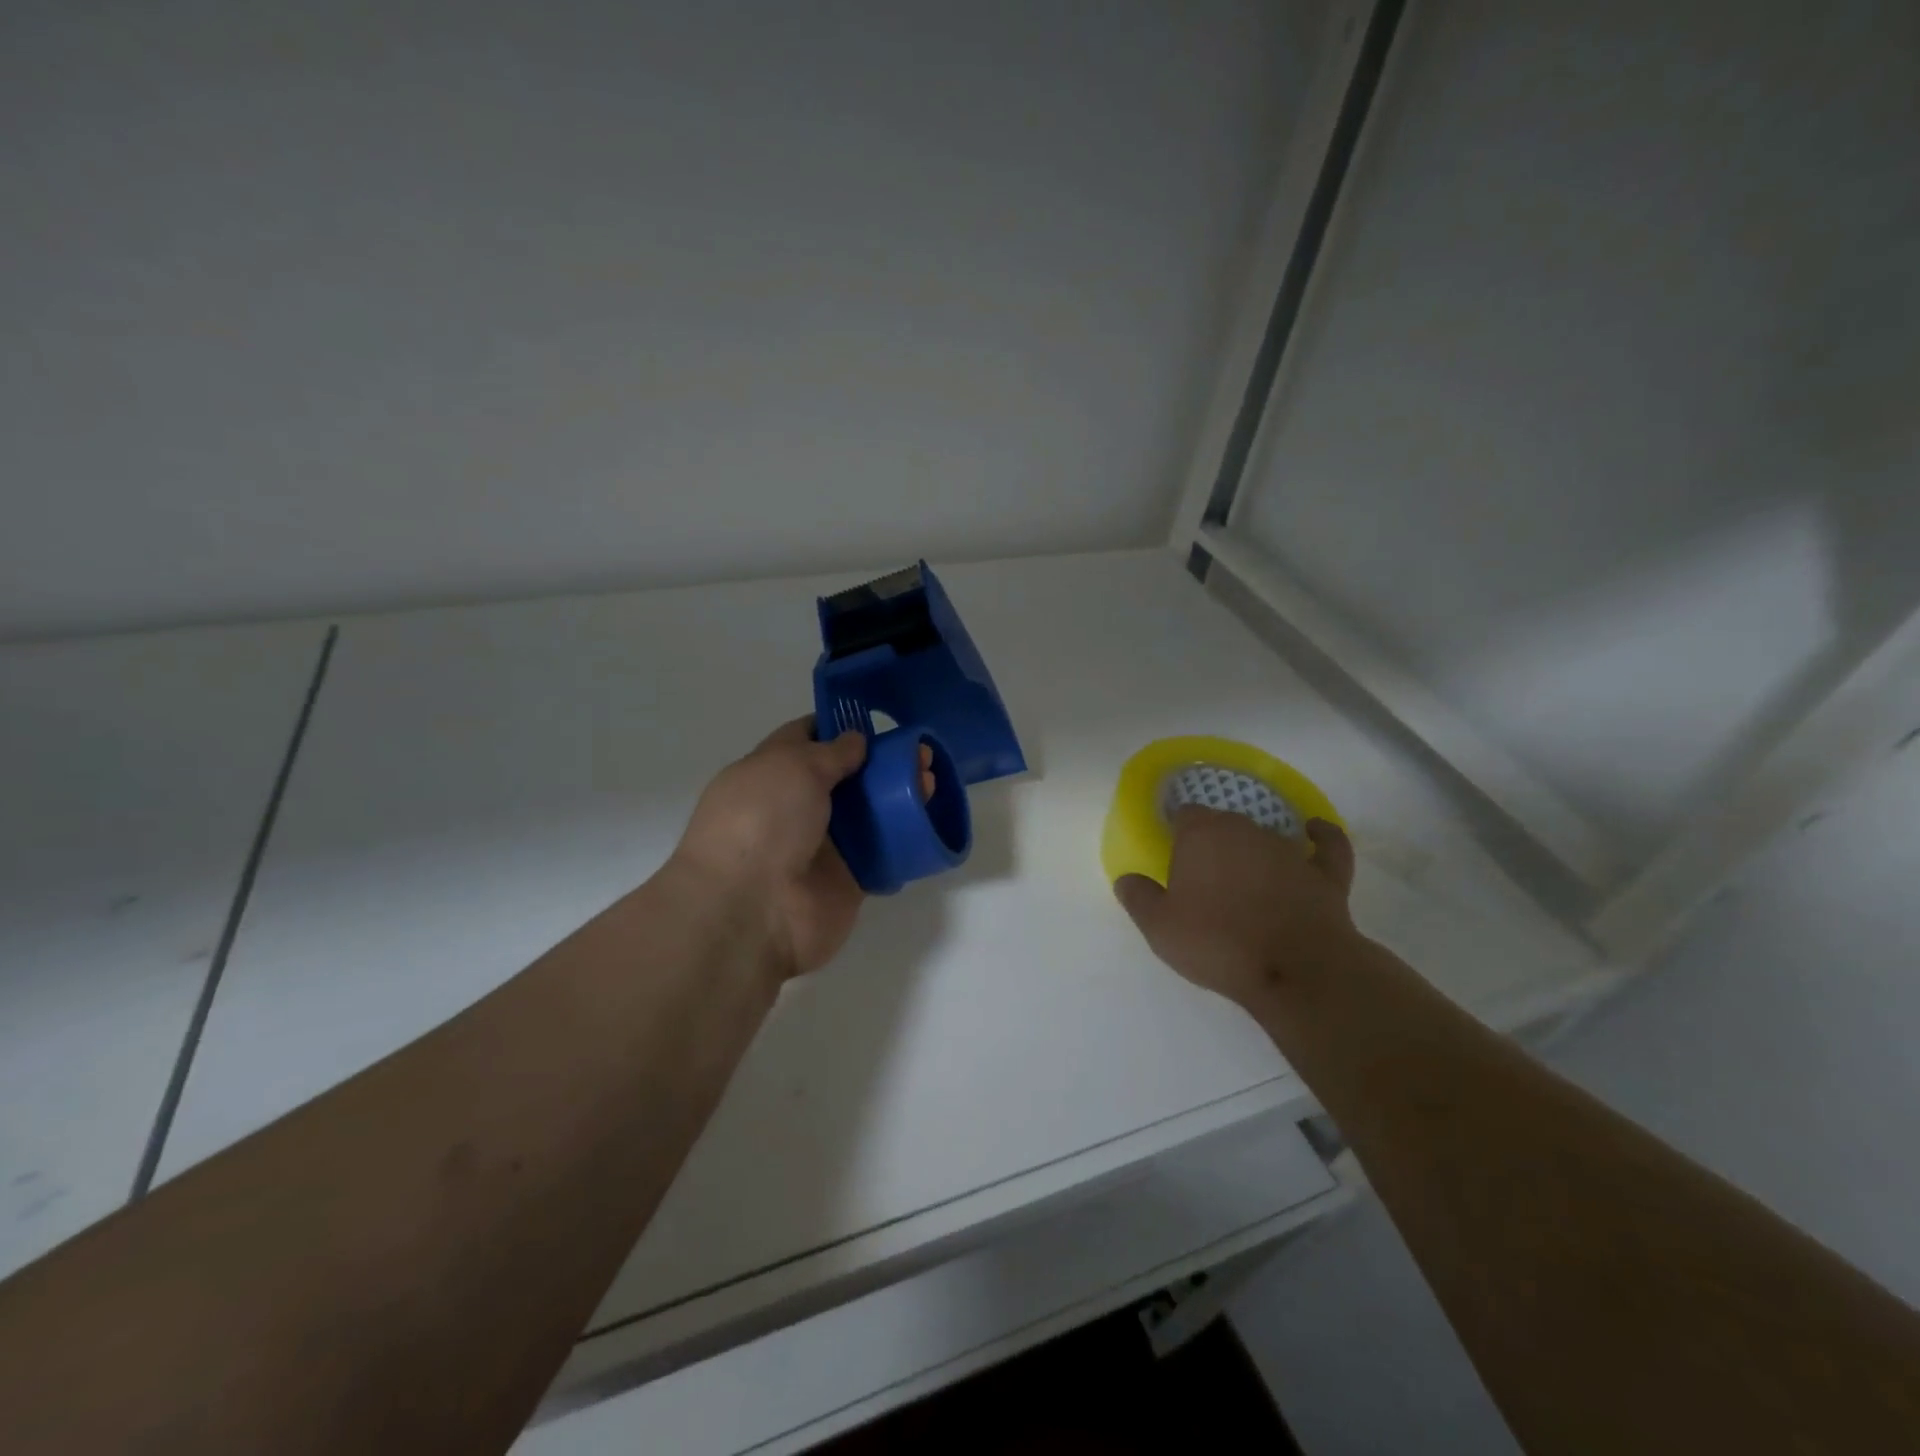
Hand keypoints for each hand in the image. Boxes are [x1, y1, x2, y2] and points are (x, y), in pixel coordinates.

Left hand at [672, 717, 932, 981]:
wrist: (753, 911)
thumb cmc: (763, 822)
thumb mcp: (792, 766)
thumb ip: (830, 752)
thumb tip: (856, 741)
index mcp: (769, 774)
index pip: (805, 739)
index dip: (839, 727)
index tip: (878, 722)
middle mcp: (794, 807)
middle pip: (846, 777)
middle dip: (882, 762)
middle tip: (921, 752)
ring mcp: (822, 846)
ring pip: (868, 814)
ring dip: (900, 796)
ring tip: (932, 782)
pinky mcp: (847, 880)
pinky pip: (881, 855)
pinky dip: (904, 840)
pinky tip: (930, 821)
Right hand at [1114, 809, 1360, 1010]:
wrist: (1295, 969)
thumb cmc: (1217, 942)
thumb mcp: (1159, 927)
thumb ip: (1138, 897)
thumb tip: (1127, 879)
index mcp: (1201, 835)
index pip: (1184, 815)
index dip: (1177, 832)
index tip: (1172, 854)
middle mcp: (1245, 829)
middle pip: (1223, 823)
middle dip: (1212, 842)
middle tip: (1203, 876)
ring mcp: (1289, 849)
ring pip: (1265, 835)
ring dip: (1254, 850)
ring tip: (1245, 878)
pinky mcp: (1325, 872)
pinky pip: (1326, 843)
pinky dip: (1321, 836)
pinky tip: (1314, 832)